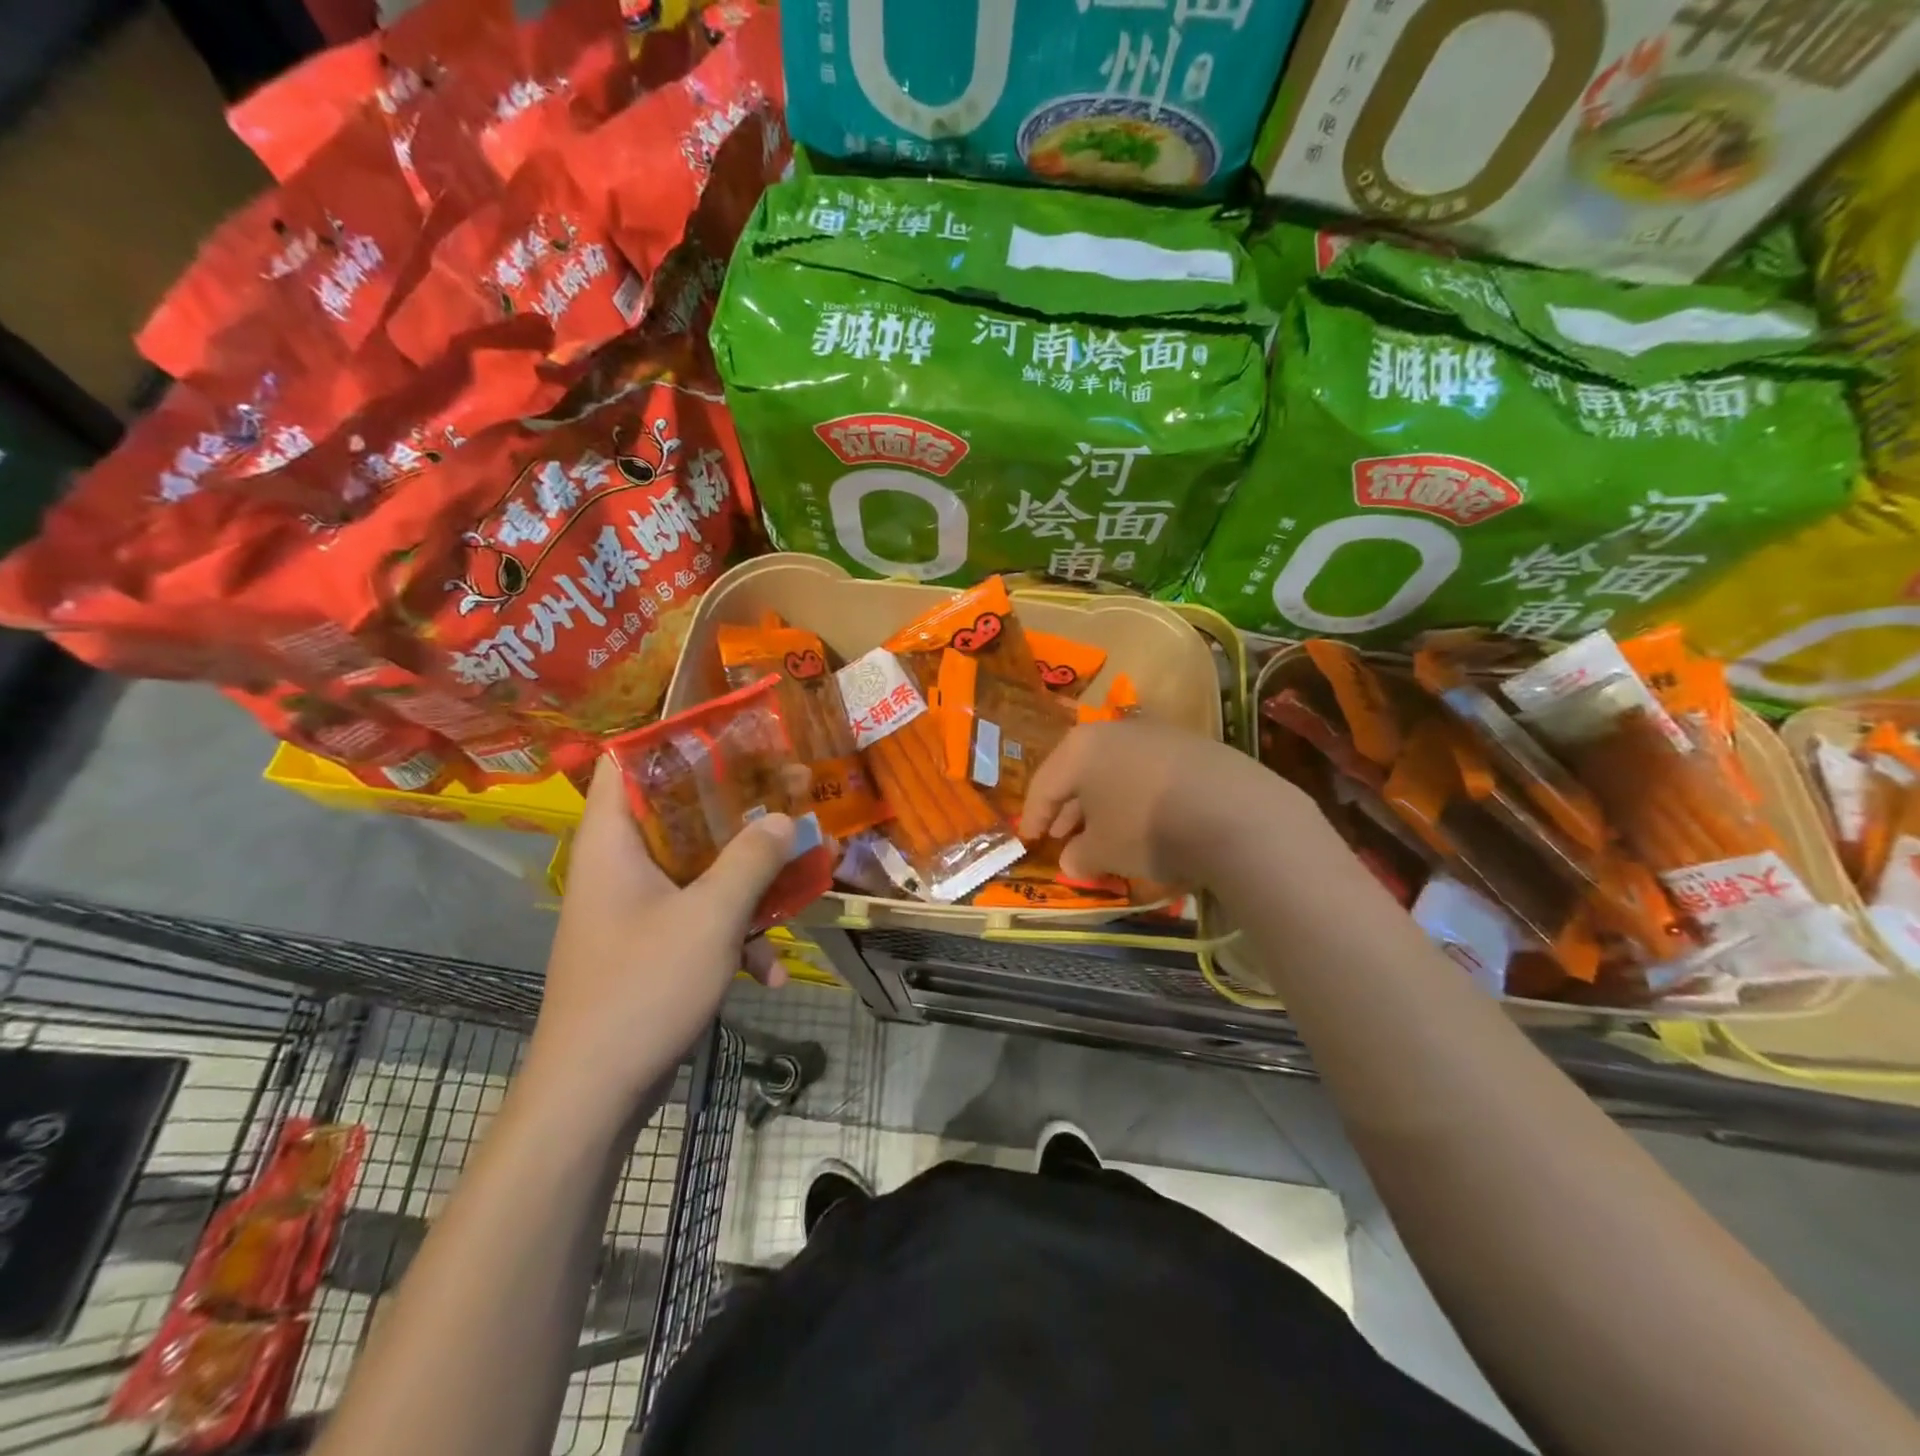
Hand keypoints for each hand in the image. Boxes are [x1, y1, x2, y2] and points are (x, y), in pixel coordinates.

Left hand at [528, 757, 792, 1116]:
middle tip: (787, 798)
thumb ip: (751, 860)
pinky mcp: (650, 949)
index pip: (626, 764)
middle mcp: (619, 868)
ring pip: (698, 871)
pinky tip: (768, 973)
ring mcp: (635, 911)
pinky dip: (733, 936)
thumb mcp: (711, 916)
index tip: (731, 737)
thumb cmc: (643, 987)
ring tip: (798, 889)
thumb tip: (782, 817)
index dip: (673, 741)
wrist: (594, 1096)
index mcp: (613, 843)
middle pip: (678, 816)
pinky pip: (698, 920)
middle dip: (738, 814)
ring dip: (747, 882)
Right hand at [1019, 721, 1320, 886]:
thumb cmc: (1146, 829)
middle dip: (1069, 808)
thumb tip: (1071, 860)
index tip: (1028, 840)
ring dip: (1105, 803)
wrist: (1233, 813)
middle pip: (1081, 773)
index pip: (1044, 784)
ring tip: (1103, 834)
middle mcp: (1115, 731)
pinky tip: (1146, 823)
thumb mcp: (1103, 852)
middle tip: (1062, 837)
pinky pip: (1149, 774)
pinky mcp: (1193, 748)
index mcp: (1081, 749)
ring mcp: (1157, 736)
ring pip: (1116, 772)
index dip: (1034, 816)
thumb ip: (1079, 855)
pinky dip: (1138, 798)